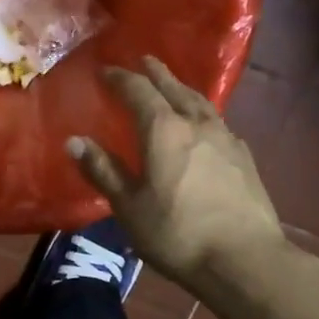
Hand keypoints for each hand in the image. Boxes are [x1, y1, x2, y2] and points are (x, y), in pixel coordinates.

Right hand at [67, 56, 288, 295]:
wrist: (244, 259)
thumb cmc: (176, 233)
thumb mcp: (129, 206)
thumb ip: (103, 171)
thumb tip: (74, 140)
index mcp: (163, 130)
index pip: (138, 91)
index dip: (120, 78)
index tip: (105, 70)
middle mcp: (196, 124)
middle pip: (174, 88)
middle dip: (156, 73)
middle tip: (144, 60)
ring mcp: (225, 138)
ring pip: (201, 102)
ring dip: (182, 89)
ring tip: (174, 85)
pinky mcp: (244, 158)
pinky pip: (218, 122)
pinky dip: (203, 114)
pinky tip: (204, 126)